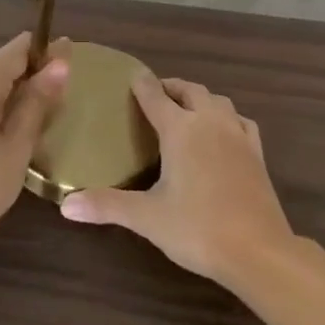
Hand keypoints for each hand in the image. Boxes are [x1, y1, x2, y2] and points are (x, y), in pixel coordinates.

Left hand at [0, 33, 68, 260]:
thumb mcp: (17, 146)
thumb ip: (38, 102)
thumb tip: (60, 64)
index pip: (17, 50)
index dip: (47, 50)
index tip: (75, 59)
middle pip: (3, 65)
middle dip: (34, 73)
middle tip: (67, 94)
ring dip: (18, 92)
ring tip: (49, 112)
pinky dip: (0, 106)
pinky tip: (18, 127)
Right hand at [59, 73, 295, 287]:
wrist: (258, 250)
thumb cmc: (197, 229)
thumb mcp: (147, 217)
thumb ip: (107, 206)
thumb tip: (66, 205)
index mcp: (180, 130)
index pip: (155, 96)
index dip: (142, 84)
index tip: (131, 74)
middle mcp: (210, 122)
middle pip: (190, 90)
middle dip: (171, 87)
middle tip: (155, 93)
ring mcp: (237, 135)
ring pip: (218, 101)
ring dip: (200, 97)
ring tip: (186, 107)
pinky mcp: (257, 152)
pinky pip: (240, 121)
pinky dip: (227, 116)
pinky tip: (224, 129)